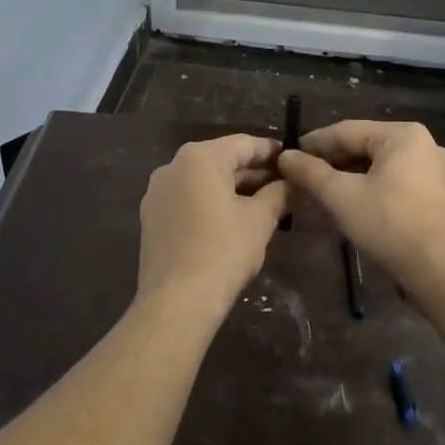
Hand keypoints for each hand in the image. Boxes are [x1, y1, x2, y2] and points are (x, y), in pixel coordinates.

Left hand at [136, 134, 288, 318]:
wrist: (177, 300)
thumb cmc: (223, 251)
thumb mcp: (260, 220)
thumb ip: (278, 193)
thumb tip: (290, 182)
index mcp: (199, 158)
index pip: (244, 144)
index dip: (272, 152)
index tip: (293, 160)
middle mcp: (172, 167)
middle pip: (221, 161)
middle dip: (253, 173)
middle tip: (284, 186)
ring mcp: (157, 193)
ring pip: (203, 182)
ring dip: (233, 190)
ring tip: (263, 205)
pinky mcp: (151, 218)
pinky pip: (188, 200)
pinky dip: (211, 204)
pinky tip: (232, 222)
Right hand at [278, 121, 444, 288]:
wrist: (442, 271)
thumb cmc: (390, 225)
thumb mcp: (341, 197)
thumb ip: (310, 173)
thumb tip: (285, 156)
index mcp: (403, 134)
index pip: (346, 131)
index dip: (313, 144)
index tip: (288, 157)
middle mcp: (424, 144)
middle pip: (365, 146)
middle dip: (332, 162)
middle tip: (302, 178)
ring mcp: (436, 170)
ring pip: (380, 166)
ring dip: (350, 177)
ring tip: (323, 192)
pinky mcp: (440, 194)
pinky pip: (397, 181)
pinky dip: (372, 188)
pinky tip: (354, 204)